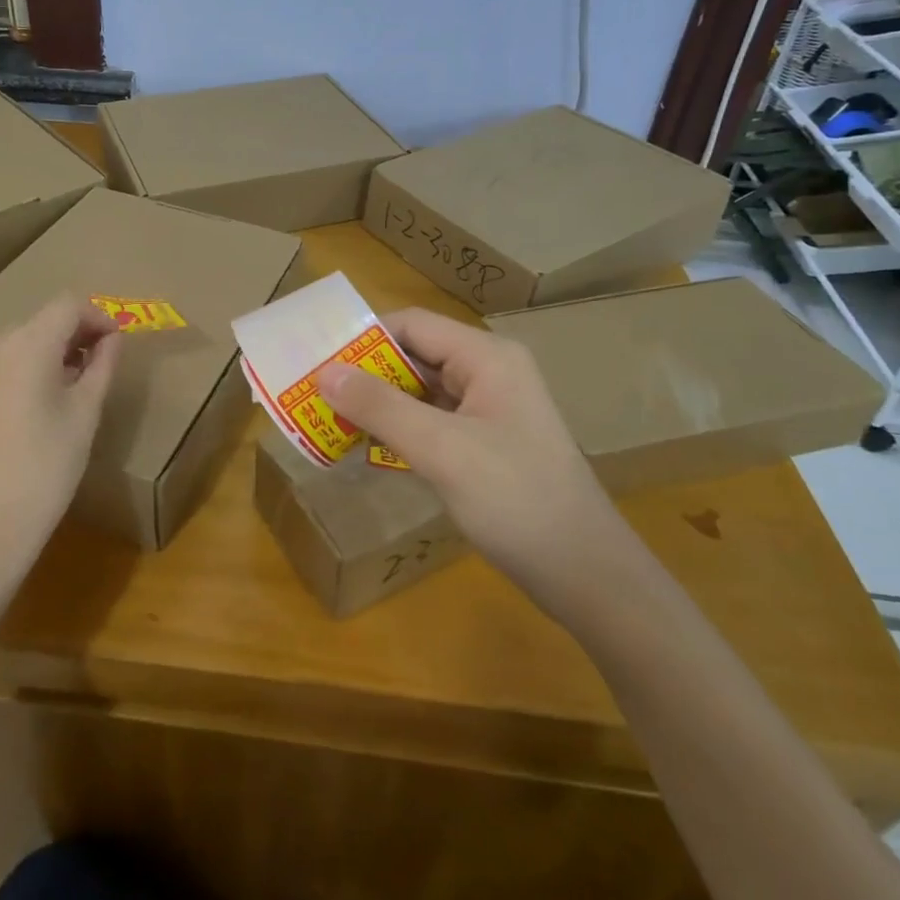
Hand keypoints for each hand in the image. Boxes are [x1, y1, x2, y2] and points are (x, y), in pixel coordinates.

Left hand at [0, 295, 120, 579]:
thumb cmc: (41, 472)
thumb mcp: (83, 417)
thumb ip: (101, 367)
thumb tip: (112, 339)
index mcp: (25, 344)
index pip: (68, 306)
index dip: (99, 317)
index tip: (118, 344)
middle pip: (43, 322)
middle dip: (77, 336)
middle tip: (103, 367)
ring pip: (21, 343)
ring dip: (52, 353)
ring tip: (76, 388)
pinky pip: (1, 363)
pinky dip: (27, 369)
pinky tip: (41, 403)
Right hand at [316, 308, 628, 604]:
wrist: (585, 574)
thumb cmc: (516, 500)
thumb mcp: (442, 449)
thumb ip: (380, 407)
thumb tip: (324, 372)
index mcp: (487, 357)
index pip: (413, 325)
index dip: (363, 338)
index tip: (317, 361)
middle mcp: (489, 373)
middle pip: (415, 356)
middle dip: (366, 374)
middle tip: (314, 394)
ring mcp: (490, 410)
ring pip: (421, 392)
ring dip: (379, 405)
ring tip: (330, 420)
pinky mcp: (486, 444)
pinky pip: (433, 422)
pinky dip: (400, 430)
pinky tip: (369, 449)